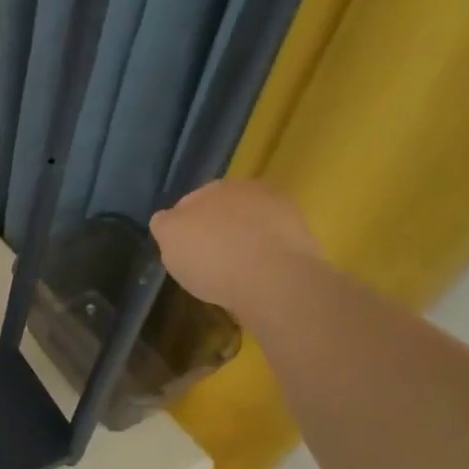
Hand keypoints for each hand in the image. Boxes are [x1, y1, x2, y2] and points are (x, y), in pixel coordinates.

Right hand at [149, 179, 320, 314]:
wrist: (273, 281)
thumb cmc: (211, 257)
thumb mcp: (169, 238)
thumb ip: (165, 223)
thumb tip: (168, 220)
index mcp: (213, 187)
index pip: (190, 202)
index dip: (183, 227)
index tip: (182, 251)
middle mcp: (249, 191)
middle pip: (223, 211)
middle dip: (215, 229)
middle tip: (206, 260)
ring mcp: (281, 212)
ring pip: (251, 226)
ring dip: (243, 242)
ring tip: (233, 272)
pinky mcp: (304, 238)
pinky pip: (273, 246)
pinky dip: (264, 257)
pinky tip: (256, 278)